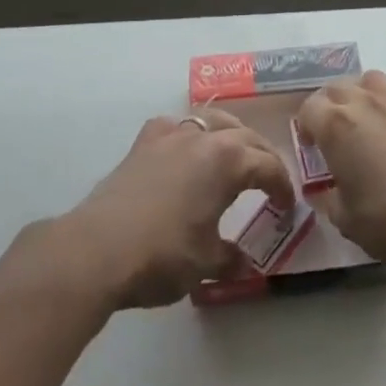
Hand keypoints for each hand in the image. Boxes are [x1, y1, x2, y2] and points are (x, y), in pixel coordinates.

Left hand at [61, 108, 295, 310]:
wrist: (97, 249)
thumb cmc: (162, 255)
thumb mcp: (206, 263)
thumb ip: (231, 258)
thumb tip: (246, 264)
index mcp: (229, 160)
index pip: (268, 166)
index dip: (282, 187)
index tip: (287, 208)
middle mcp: (204, 137)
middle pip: (246, 137)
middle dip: (262, 157)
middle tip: (269, 181)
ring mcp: (171, 134)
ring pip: (212, 121)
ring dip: (230, 136)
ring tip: (234, 155)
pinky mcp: (143, 142)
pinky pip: (175, 127)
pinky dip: (189, 135)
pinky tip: (185, 151)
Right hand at [296, 72, 385, 269]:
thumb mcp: (345, 220)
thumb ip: (327, 199)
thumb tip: (321, 192)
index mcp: (335, 126)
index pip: (308, 108)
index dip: (306, 126)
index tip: (311, 148)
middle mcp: (362, 102)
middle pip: (336, 88)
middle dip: (330, 106)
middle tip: (335, 134)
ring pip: (370, 80)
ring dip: (363, 95)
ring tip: (367, 121)